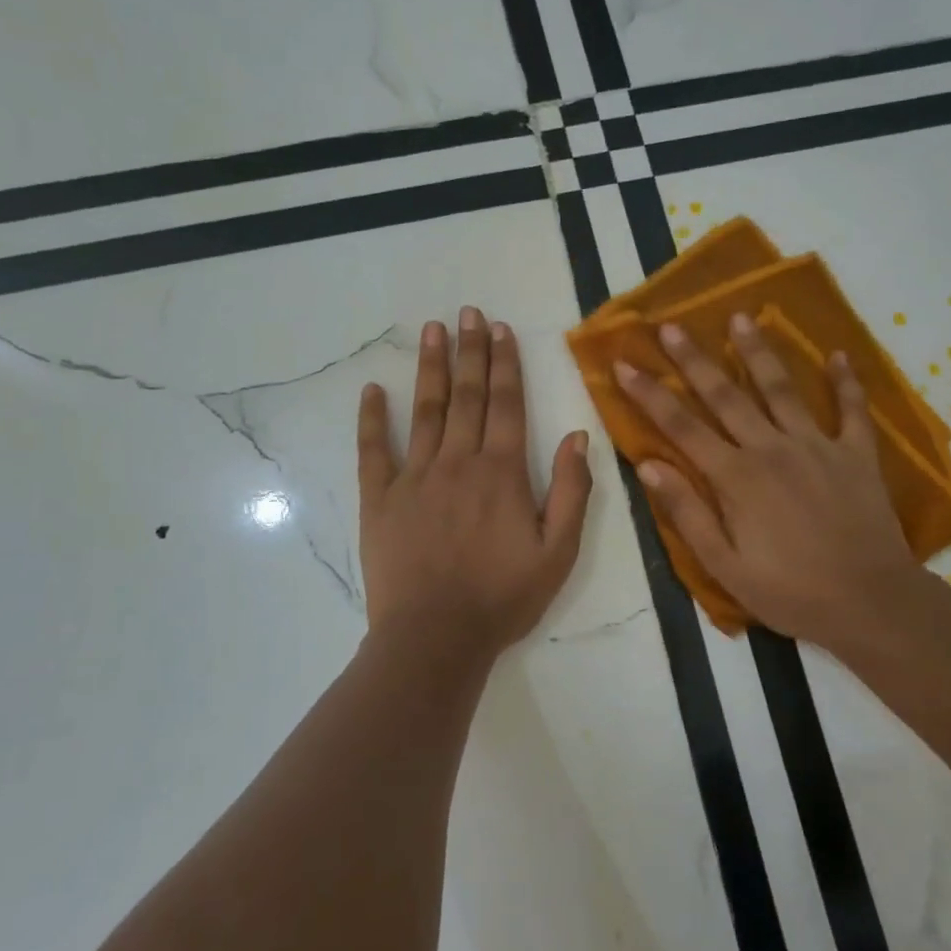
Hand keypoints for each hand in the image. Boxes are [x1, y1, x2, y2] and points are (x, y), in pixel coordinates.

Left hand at [357, 307, 592, 666]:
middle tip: (468, 312)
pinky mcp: (381, 499)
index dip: (506, 363)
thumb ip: (573, 492)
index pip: (507, 404)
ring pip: (426, 410)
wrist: (435, 638)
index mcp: (503, 472)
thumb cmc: (503, 598)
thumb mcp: (558, 553)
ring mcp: (415, 477)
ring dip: (431, 368)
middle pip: (467, 395)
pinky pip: (375, 450)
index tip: (501, 329)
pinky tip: (372, 390)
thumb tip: (578, 437)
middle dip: (470, 351)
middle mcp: (459, 461)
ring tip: (432, 330)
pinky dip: (372, 419)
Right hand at [615, 315, 916, 651]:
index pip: (681, 426)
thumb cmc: (790, 591)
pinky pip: (852, 410)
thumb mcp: (725, 565)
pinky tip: (838, 354)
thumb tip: (648, 465)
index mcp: (736, 477)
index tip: (624, 364)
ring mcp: (817, 446)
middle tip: (671, 326)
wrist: (871, 603)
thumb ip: (686, 512)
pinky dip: (846, 382)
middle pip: (725, 395)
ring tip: (742, 317)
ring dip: (759, 351)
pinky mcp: (856, 454)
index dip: (650, 394)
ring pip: (781, 389)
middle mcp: (772, 449)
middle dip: (694, 359)